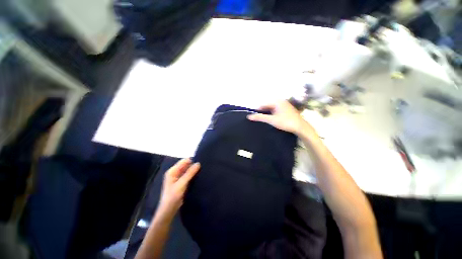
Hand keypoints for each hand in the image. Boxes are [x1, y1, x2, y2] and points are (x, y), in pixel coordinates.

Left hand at [158, 158, 199, 218]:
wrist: (169, 210)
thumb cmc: (173, 196)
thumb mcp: (182, 184)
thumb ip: (190, 173)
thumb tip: (198, 163)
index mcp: (172, 171)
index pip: (184, 161)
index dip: (192, 161)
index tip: (201, 161)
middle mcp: (175, 172)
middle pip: (186, 165)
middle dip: (193, 165)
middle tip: (203, 166)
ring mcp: (178, 177)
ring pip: (187, 170)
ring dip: (193, 170)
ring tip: (203, 170)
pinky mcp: (181, 182)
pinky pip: (188, 175)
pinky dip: (192, 175)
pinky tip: (199, 176)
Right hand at [247, 100, 312, 135]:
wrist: (300, 127)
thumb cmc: (285, 122)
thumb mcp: (271, 120)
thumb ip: (260, 117)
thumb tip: (249, 116)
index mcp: (276, 101)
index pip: (263, 104)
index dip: (258, 110)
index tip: (254, 116)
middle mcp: (280, 101)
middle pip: (268, 105)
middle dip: (263, 111)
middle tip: (259, 119)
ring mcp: (285, 104)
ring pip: (272, 108)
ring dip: (268, 113)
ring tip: (265, 119)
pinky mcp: (287, 108)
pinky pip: (276, 109)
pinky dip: (273, 113)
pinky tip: (272, 118)